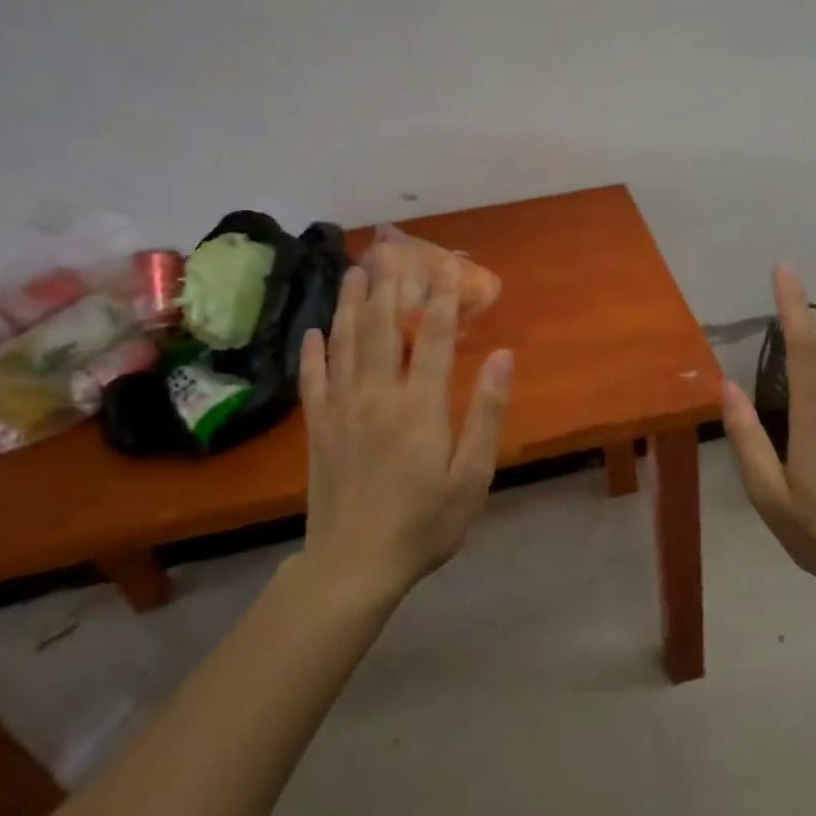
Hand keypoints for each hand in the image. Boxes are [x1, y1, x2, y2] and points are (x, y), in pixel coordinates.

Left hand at [298, 246, 513, 607]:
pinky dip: (312, 352)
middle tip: (390, 248)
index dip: (442, 298)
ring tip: (355, 271)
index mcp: (419, 406)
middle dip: (390, 285)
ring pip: (344, 343)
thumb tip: (503, 357)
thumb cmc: (425, 523)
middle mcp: (377, 396)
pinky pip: (313, 380)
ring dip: (350, 304)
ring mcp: (341, 410)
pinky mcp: (318, 429)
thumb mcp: (472, 476)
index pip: (432, 337)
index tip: (446, 265)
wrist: (353, 566)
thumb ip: (486, 413)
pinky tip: (313, 332)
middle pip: (382, 327)